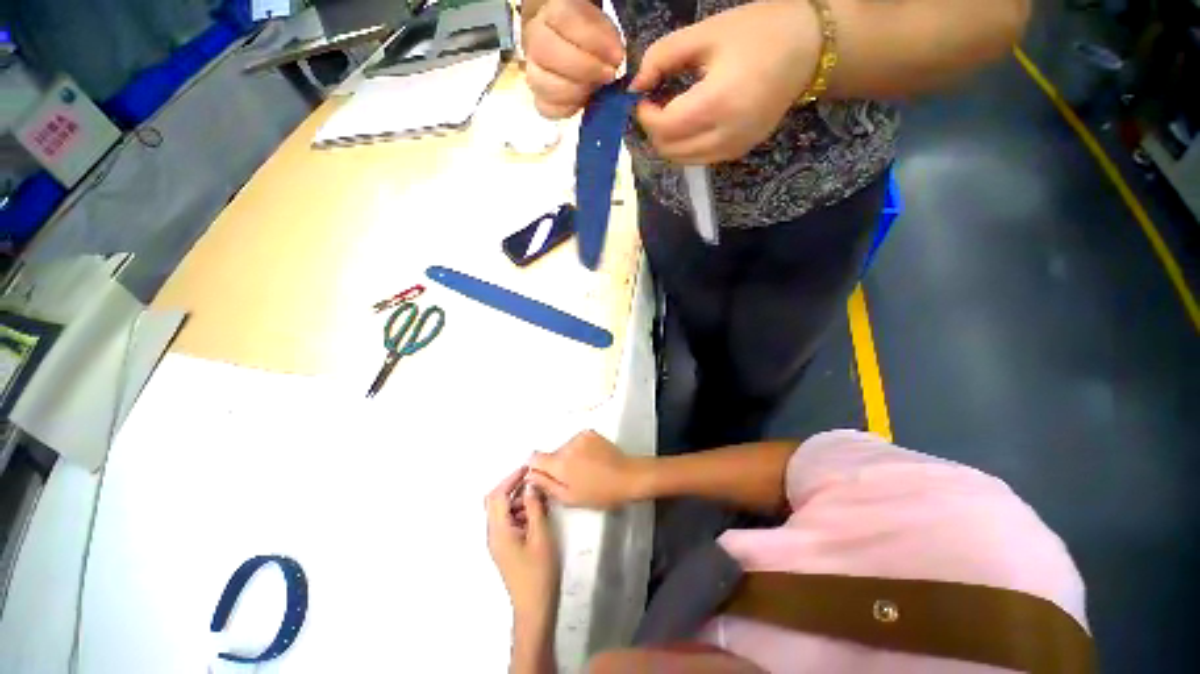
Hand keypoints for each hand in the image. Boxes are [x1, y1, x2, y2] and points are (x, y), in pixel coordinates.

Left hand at [486, 467, 559, 621]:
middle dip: (513, 488)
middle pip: (496, 501)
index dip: (510, 479)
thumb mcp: (541, 535)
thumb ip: (534, 507)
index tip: (528, 469)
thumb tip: (530, 485)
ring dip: (519, 500)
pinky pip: (509, 521)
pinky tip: (537, 513)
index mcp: (498, 531)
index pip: (497, 495)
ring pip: (503, 511)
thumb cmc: (538, 572)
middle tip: (535, 482)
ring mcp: (498, 542)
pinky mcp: (506, 547)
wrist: (535, 608)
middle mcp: (493, 534)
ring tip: (540, 498)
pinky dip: (521, 512)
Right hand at [523, 0, 624, 118]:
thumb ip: (608, 39)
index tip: (617, 55)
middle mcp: (535, 40)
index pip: (564, 20)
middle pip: (547, 52)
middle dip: (584, 68)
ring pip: (542, 83)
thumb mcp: (601, 28)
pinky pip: (545, 108)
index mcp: (551, 13)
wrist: (573, 49)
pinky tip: (582, 102)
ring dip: (574, 92)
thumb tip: (616, 59)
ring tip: (594, 89)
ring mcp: (533, 70)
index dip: (593, 40)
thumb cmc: (589, 37)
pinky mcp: (540, 97)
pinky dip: (566, 109)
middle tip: (608, 75)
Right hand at [527, 431, 649, 508]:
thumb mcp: (570, 498)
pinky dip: (580, 449)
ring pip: (565, 447)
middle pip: (552, 454)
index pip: (534, 457)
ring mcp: (579, 436)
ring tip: (586, 469)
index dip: (536, 467)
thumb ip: (546, 485)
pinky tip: (592, 459)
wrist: (627, 476)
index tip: (545, 475)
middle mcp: (566, 446)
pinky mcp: (589, 432)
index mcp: (559, 464)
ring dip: (569, 457)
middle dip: (557, 465)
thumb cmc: (599, 492)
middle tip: (573, 478)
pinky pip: (576, 441)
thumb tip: (529, 475)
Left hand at [631, 0, 822, 163]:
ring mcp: (733, 149)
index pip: (665, 128)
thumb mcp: (706, 33)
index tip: (642, 97)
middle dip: (654, 131)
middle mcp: (725, 137)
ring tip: (670, 113)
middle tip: (654, 105)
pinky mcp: (738, 153)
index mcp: (718, 103)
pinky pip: (699, 159)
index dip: (645, 116)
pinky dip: (685, 146)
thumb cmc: (759, 32)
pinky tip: (688, 123)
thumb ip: (662, 56)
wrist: (809, 50)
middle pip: (670, 150)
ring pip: (683, 160)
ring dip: (668, 142)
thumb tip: (636, 84)